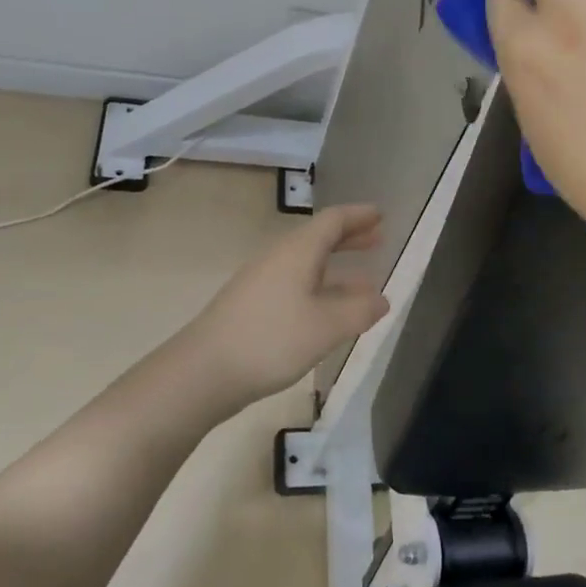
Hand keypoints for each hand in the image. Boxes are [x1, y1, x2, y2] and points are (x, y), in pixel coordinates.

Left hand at [181, 204, 390, 408]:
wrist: (203, 372)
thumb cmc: (271, 339)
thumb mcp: (327, 327)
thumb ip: (359, 310)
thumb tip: (382, 299)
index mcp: (298, 251)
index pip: (333, 220)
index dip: (359, 216)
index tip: (381, 214)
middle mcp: (279, 258)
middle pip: (318, 238)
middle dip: (350, 238)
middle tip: (378, 239)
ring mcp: (262, 282)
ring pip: (307, 264)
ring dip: (336, 267)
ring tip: (365, 281)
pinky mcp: (253, 306)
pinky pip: (296, 285)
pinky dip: (320, 288)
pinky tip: (329, 312)